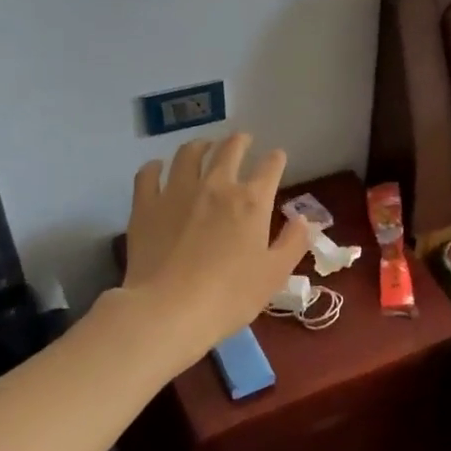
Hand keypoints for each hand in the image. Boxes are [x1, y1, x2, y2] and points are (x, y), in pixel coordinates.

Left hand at [119, 133, 313, 357]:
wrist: (169, 310)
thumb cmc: (230, 296)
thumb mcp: (275, 274)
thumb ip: (293, 242)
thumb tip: (304, 219)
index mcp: (251, 201)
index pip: (270, 167)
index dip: (276, 159)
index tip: (277, 157)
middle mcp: (216, 186)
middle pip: (230, 150)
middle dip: (240, 141)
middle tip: (242, 140)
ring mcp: (177, 192)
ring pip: (189, 154)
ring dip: (200, 146)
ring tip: (203, 147)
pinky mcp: (146, 205)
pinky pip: (148, 174)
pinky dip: (155, 167)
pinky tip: (157, 168)